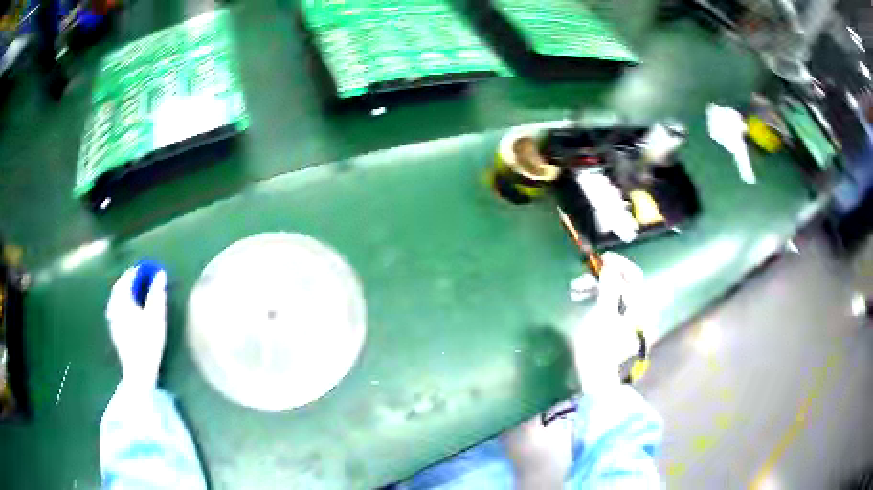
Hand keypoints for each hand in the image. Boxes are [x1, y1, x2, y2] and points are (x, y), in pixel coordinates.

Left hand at [106, 266, 167, 389]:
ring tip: (138, 292)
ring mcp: (112, 318)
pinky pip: (117, 308)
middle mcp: (114, 305)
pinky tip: (131, 309)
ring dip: (127, 291)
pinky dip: (124, 303)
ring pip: (117, 297)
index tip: (150, 268)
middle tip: (145, 278)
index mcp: (122, 299)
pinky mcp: (114, 329)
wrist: (138, 371)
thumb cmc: (147, 342)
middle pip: (121, 286)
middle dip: (132, 279)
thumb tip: (160, 273)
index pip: (129, 277)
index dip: (140, 271)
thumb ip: (157, 293)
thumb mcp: (155, 316)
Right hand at [572, 252, 644, 393]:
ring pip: (618, 295)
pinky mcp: (624, 329)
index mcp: (641, 306)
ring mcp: (634, 321)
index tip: (600, 259)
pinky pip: (615, 306)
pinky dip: (602, 300)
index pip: (634, 275)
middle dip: (604, 278)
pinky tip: (585, 302)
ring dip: (599, 289)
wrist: (597, 379)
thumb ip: (609, 286)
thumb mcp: (603, 313)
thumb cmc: (600, 345)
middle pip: (626, 285)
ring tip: (577, 290)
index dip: (619, 263)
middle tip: (582, 277)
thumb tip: (610, 264)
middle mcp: (642, 311)